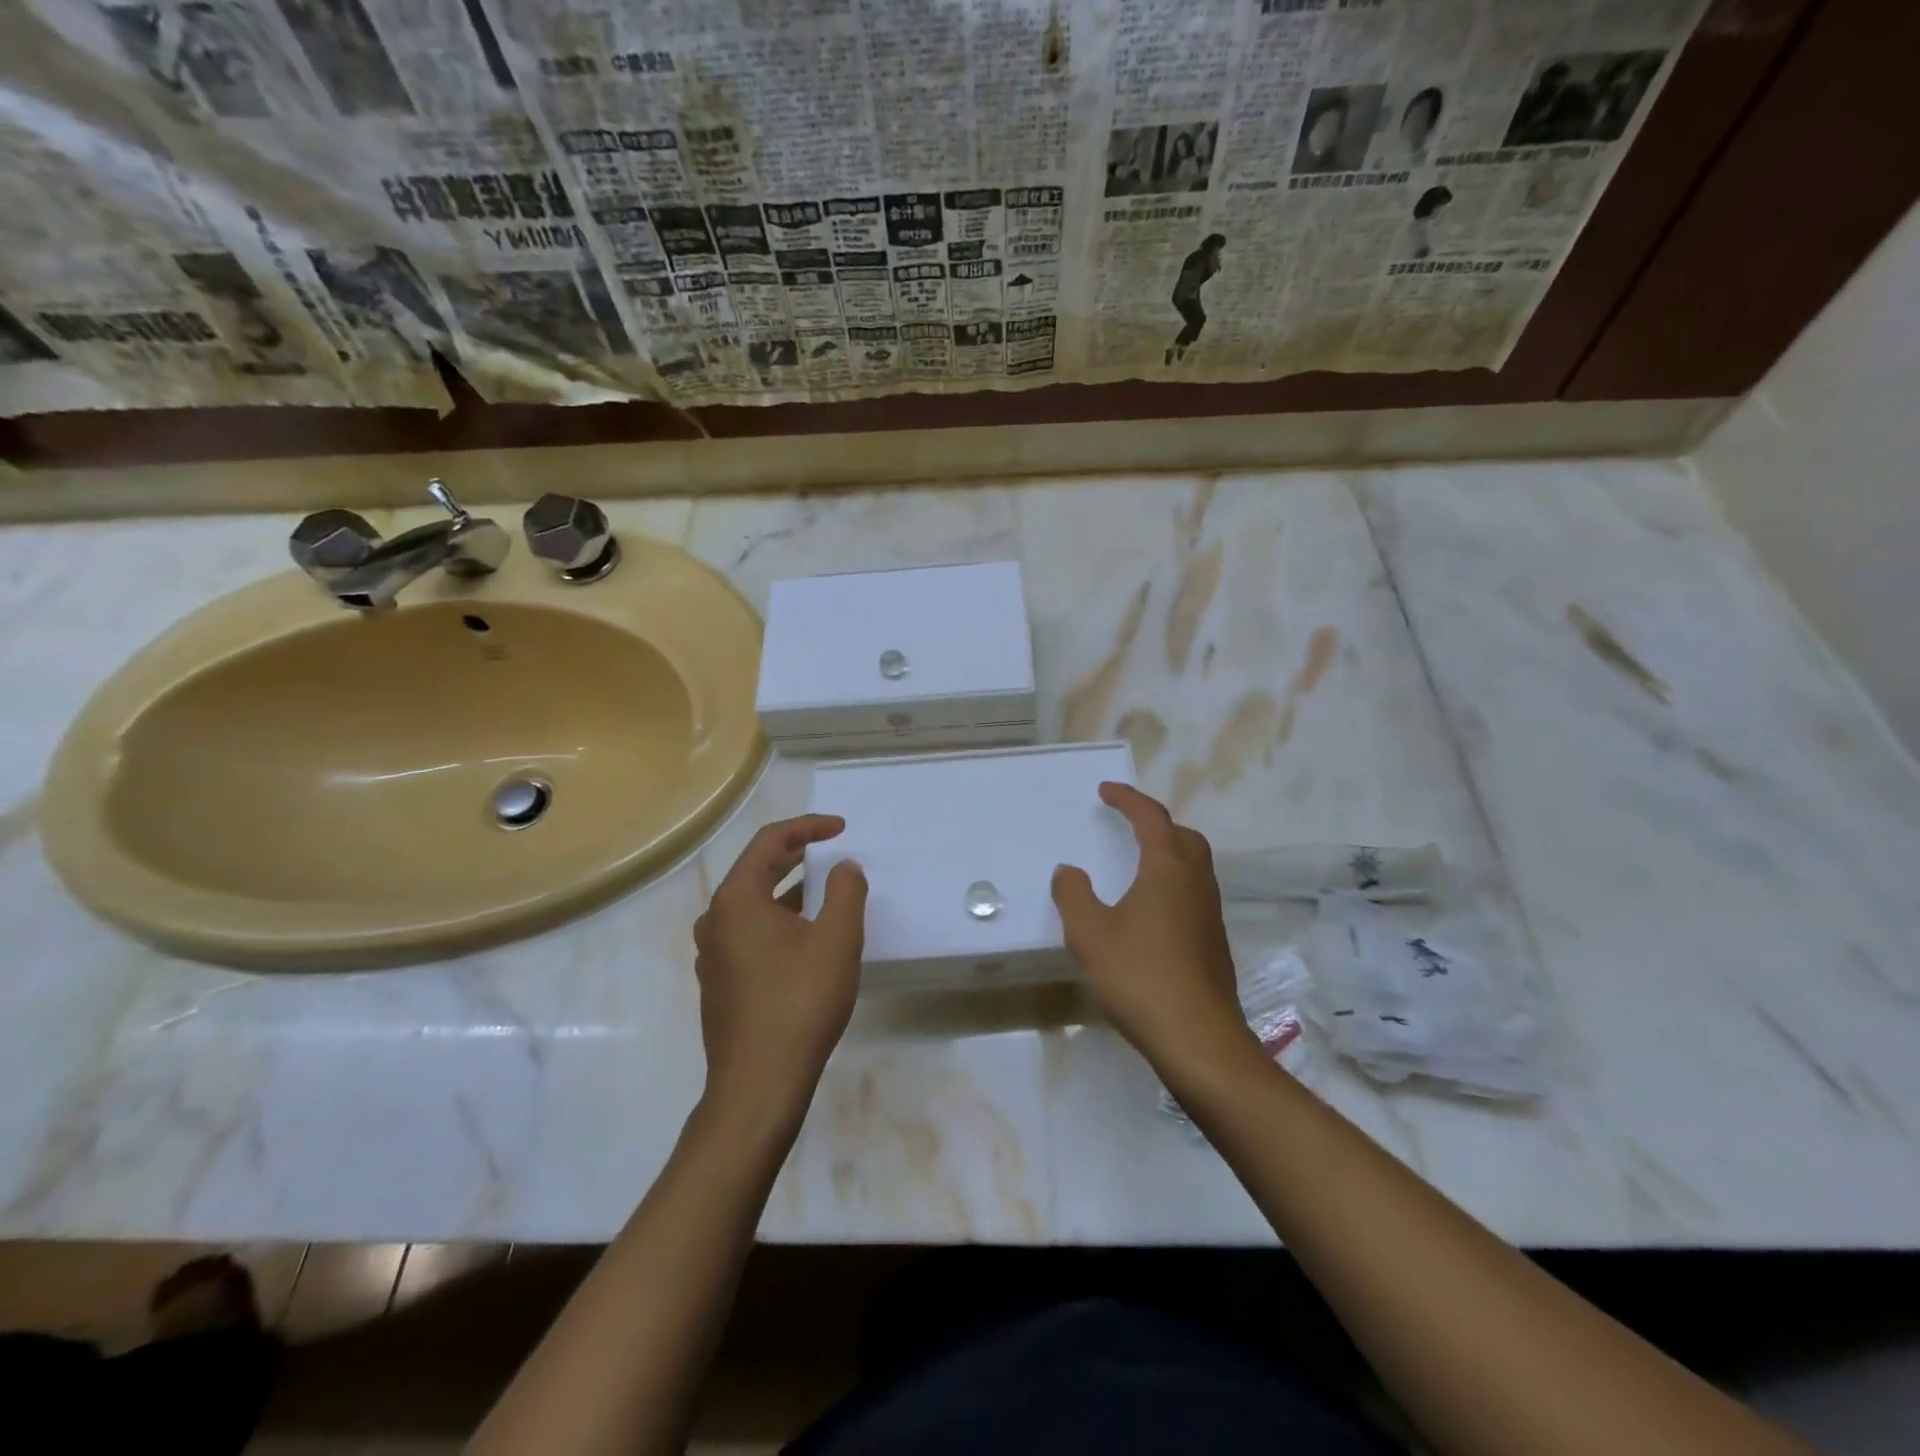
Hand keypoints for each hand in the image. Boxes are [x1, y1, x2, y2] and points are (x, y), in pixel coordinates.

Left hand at [693, 815, 867, 1125]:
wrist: (758, 1084)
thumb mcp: (836, 940)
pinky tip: (807, 939)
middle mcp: (715, 920)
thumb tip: (844, 868)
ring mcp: (713, 954)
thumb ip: (846, 892)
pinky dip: (780, 921)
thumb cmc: (800, 1003)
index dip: (808, 828)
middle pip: (757, 870)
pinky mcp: (720, 982)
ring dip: (790, 891)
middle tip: (834, 851)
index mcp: (736, 900)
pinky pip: (751, 933)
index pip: (770, 842)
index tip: (841, 828)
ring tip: (828, 893)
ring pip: (754, 905)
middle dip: (798, 856)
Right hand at [1052, 783, 1257, 1076]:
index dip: (1128, 799)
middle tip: (1128, 824)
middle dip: (1155, 822)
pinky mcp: (1214, 941)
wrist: (1198, 1038)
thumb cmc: (1139, 977)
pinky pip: (1194, 893)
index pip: (1151, 818)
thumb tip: (1069, 870)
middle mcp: (1196, 882)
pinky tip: (1151, 910)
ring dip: (1168, 852)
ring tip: (1137, 863)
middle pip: (1182, 836)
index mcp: (1168, 869)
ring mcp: (1210, 913)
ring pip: (1194, 865)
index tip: (1106, 790)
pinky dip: (1173, 883)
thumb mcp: (1089, 934)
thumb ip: (1073, 895)